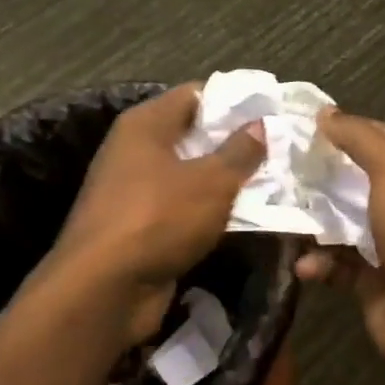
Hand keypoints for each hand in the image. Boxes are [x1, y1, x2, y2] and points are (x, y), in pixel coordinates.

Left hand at [54, 83, 265, 342]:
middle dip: (236, 145)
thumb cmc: (158, 218)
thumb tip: (259, 124)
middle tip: (280, 151)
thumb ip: (240, 151)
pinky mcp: (141, 227)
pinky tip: (246, 219)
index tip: (271, 113)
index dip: (235, 101)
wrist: (104, 291)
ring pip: (192, 176)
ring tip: (272, 185)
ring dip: (227, 182)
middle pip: (195, 135)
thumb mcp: (211, 181)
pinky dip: (211, 212)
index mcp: (146, 124)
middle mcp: (136, 150)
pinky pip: (184, 208)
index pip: (196, 94)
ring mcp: (136, 190)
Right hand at [297, 109, 384, 379]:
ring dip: (311, 220)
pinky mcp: (369, 284)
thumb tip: (325, 114)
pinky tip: (303, 265)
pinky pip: (335, 267)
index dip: (344, 128)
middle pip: (354, 181)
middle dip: (318, 174)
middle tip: (275, 165)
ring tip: (275, 212)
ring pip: (340, 225)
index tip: (301, 123)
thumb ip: (361, 140)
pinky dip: (317, 264)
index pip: (378, 139)